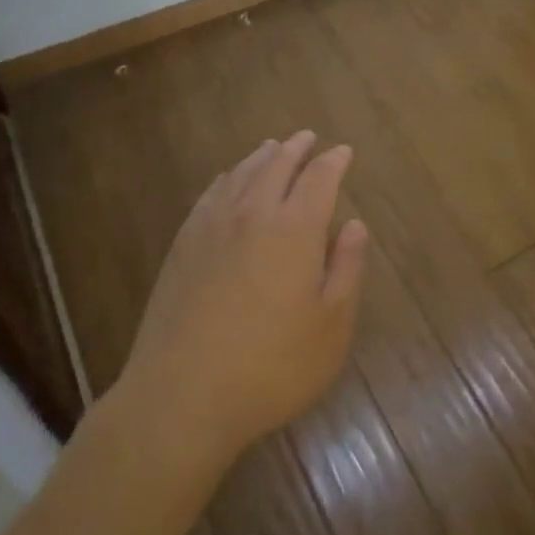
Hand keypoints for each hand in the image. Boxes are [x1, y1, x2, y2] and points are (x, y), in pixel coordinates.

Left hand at [114, 131, 368, 463]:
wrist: (180, 398)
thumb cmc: (270, 367)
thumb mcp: (331, 327)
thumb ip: (346, 268)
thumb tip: (354, 225)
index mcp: (294, 229)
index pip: (319, 178)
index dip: (334, 161)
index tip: (344, 151)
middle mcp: (253, 214)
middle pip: (277, 165)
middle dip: (297, 148)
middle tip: (308, 137)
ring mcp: (212, 227)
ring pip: (241, 174)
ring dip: (262, 157)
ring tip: (272, 148)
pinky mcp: (183, 246)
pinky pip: (210, 195)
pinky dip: (226, 178)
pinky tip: (227, 181)